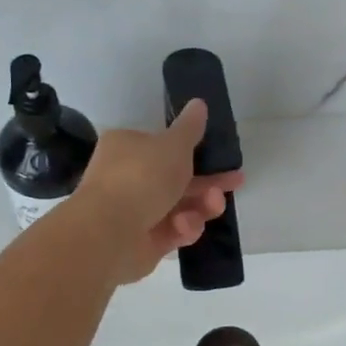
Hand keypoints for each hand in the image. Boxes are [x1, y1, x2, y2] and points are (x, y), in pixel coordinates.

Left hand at [73, 99, 243, 282]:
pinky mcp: (144, 242)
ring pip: (180, 207)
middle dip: (208, 182)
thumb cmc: (142, 177)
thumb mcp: (174, 145)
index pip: (161, 145)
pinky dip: (183, 228)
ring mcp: (135, 212)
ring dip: (201, 206)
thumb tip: (199, 103)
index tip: (219, 156)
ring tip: (214, 205)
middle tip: (235, 182)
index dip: (192, 150)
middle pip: (176, 178)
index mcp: (127, 147)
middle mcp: (128, 177)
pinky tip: (184, 227)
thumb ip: (191, 128)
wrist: (111, 233)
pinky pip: (173, 231)